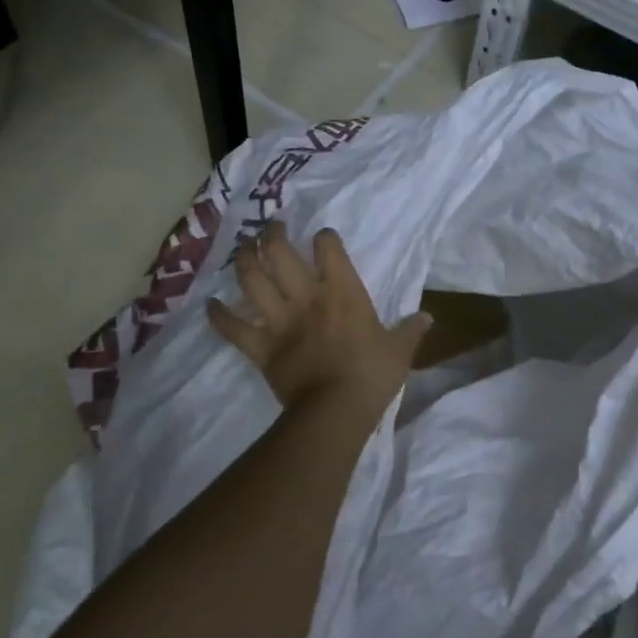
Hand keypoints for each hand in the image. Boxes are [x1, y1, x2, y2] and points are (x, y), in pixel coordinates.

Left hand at [207, 222, 429, 411]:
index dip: (324, 238)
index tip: (323, 237)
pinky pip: (232, 327)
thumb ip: (410, 330)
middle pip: (280, 253)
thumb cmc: (372, 375)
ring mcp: (279, 320)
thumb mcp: (399, 350)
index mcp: (343, 293)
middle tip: (271, 228)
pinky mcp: (260, 347)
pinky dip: (218, 315)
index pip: (329, 249)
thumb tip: (427, 317)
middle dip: (272, 235)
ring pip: (251, 280)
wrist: (336, 410)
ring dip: (244, 261)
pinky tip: (210, 304)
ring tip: (243, 251)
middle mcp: (306, 297)